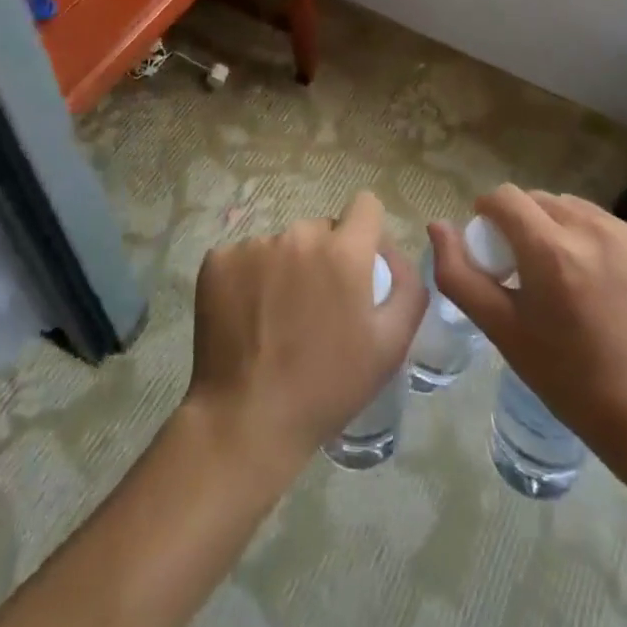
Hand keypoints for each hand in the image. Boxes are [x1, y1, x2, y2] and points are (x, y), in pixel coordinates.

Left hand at [187, 192, 425, 466]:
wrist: (247, 421)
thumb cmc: (328, 386)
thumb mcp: (390, 346)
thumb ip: (407, 289)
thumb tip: (395, 254)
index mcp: (344, 251)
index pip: (365, 205)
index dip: (367, 231)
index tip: (359, 264)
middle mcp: (299, 235)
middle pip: (321, 228)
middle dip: (325, 256)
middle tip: (317, 306)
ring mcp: (254, 245)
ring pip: (282, 244)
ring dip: (286, 268)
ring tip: (278, 317)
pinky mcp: (219, 261)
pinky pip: (244, 257)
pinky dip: (249, 279)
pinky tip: (247, 317)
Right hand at [430, 184, 626, 460]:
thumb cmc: (566, 377)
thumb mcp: (501, 330)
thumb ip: (459, 274)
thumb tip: (437, 226)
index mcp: (551, 251)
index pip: (506, 197)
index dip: (489, 213)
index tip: (490, 243)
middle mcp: (592, 230)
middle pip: (539, 200)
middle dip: (523, 223)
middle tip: (525, 266)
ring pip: (573, 207)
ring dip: (557, 227)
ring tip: (563, 273)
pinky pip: (606, 224)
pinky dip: (592, 240)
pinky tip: (598, 280)